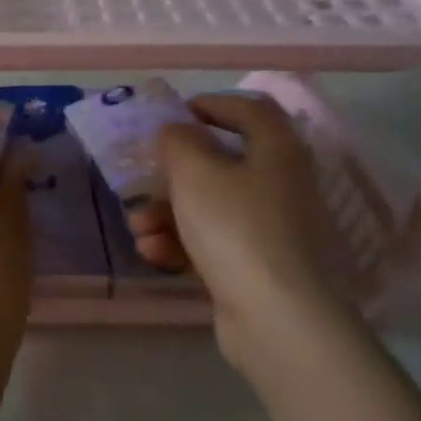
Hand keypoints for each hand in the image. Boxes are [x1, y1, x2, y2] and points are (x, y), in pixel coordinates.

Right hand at [124, 93, 354, 373]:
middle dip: (173, 174)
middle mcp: (281, 183)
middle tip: (144, 180)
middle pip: (222, 163)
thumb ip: (178, 141)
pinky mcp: (257, 266)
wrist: (275, 316)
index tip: (175, 115)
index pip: (251, 109)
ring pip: (211, 206)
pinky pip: (214, 242)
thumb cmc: (235, 227)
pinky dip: (183, 243)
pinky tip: (155, 254)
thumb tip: (178, 132)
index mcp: (277, 150)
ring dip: (168, 213)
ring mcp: (271, 228)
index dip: (212, 104)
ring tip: (139, 228)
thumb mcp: (195, 172)